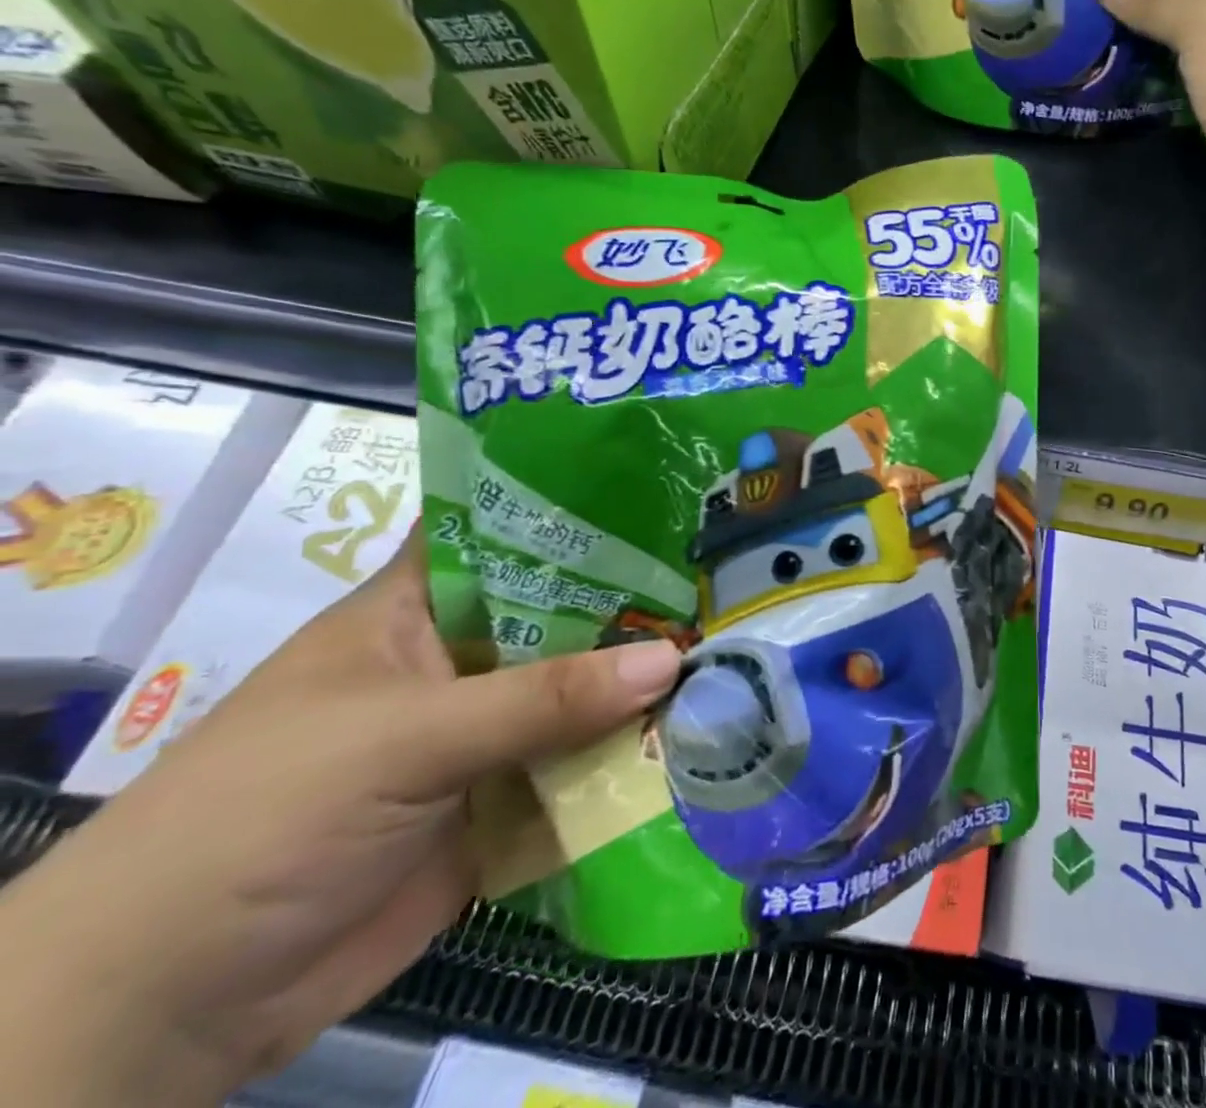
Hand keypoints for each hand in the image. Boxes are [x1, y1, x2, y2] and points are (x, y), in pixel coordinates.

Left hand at [0, 531, 680, 1107]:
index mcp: (421, 610)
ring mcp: (487, 734)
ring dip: (648, 679)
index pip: (510, 532)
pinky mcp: (507, 801)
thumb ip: (541, 699)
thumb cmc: (263, 818)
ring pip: (584, 692)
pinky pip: (585, 766)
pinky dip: (636, 754)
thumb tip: (671, 658)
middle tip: (732, 571)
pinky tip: (707, 729)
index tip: (670, 491)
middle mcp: (463, 661)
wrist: (170, 1008)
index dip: (582, 507)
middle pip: (567, 615)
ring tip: (740, 642)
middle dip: (641, 598)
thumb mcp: (404, 738)